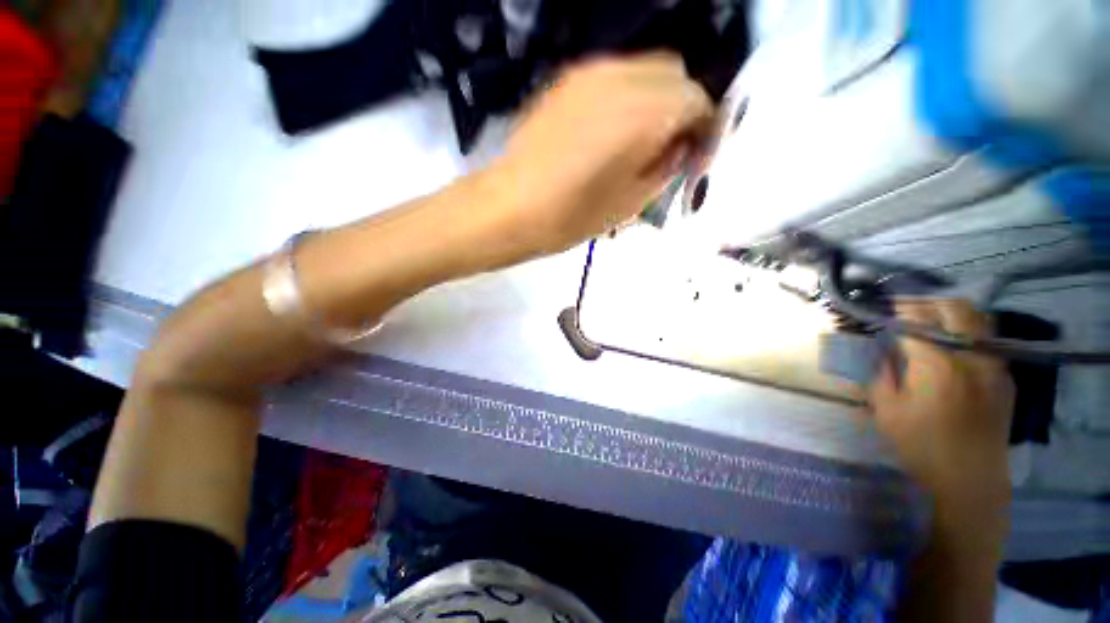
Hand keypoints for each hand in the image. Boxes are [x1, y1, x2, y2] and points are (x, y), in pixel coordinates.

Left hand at [493, 53, 713, 253]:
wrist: (510, 207)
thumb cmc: (571, 216)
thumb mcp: (630, 204)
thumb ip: (665, 168)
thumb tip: (679, 148)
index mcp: (645, 113)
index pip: (697, 100)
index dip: (703, 129)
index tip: (694, 157)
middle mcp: (622, 77)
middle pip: (674, 73)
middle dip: (681, 107)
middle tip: (668, 147)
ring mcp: (590, 74)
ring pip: (644, 70)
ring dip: (654, 100)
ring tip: (638, 141)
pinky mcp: (565, 81)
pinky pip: (613, 77)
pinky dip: (626, 97)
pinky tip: (610, 131)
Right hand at [869, 299, 1014, 512]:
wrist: (970, 481)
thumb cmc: (921, 447)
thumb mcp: (886, 411)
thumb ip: (880, 373)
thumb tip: (880, 349)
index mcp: (937, 364)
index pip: (915, 320)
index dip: (896, 310)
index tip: (882, 310)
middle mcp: (970, 356)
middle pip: (954, 308)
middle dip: (926, 302)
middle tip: (905, 309)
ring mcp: (994, 365)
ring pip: (977, 319)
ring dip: (950, 313)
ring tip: (929, 321)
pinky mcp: (1004, 377)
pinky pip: (988, 339)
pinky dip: (968, 331)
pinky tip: (952, 345)